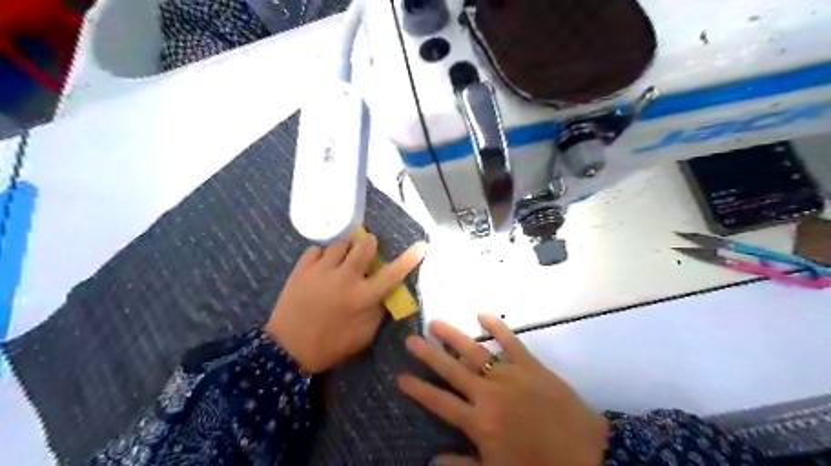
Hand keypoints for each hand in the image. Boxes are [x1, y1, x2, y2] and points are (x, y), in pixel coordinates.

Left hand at [266, 235, 424, 373]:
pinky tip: (322, 266)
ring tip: (342, 261)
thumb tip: (388, 292)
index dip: (409, 259)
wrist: (287, 350)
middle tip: (367, 251)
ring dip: (346, 250)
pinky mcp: (300, 269)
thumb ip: (379, 312)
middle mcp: (344, 279)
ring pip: (339, 244)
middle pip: (363, 245)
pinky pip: (316, 249)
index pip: (392, 274)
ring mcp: (320, 271)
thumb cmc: (330, 345)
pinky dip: (322, 255)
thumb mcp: (364, 336)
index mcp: (362, 298)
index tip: (421, 245)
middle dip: (369, 244)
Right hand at [399, 316, 608, 462]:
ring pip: (474, 352)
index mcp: (478, 421)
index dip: (418, 389)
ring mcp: (509, 375)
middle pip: (451, 370)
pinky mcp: (530, 365)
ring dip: (453, 337)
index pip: (439, 402)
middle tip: (410, 339)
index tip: (400, 376)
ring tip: (435, 323)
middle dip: (428, 355)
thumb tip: (431, 459)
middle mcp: (488, 393)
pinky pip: (511, 342)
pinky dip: (497, 328)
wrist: (586, 454)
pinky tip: (483, 315)